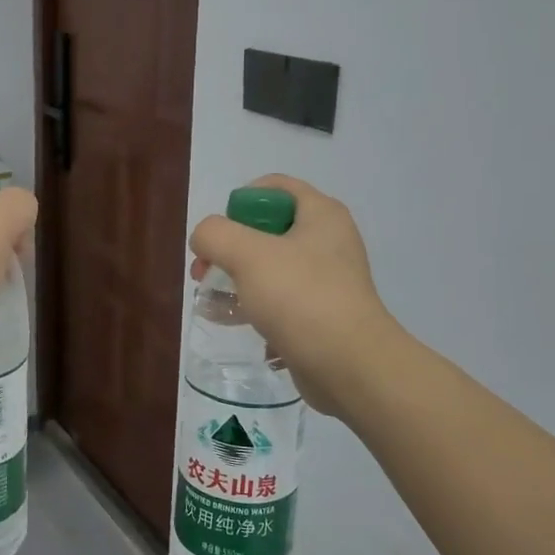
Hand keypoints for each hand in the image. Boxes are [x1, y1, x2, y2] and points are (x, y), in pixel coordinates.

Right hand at [189, 175, 398, 420]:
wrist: (351, 366)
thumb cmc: (301, 298)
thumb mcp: (248, 255)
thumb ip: (215, 235)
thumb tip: (205, 240)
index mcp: (321, 214)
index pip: (274, 187)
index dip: (240, 202)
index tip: (220, 234)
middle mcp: (327, 241)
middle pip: (266, 229)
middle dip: (228, 248)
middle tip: (204, 271)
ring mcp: (326, 280)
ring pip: (269, 267)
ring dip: (235, 280)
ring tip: (210, 302)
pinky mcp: (321, 314)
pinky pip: (279, 300)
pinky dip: (253, 307)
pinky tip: (231, 323)